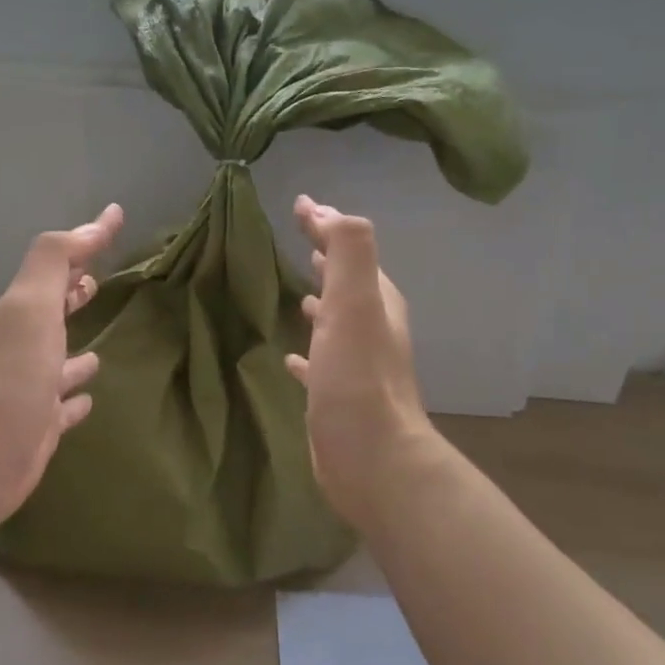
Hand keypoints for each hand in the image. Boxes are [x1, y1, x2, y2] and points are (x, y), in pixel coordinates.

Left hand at [0, 204, 123, 536]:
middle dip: (73, 296)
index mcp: (24, 314)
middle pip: (53, 313)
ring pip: (58, 364)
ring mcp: (31, 390)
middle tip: (98, 283)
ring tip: (100, 352)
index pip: (59, 267)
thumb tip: (97, 221)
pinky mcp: (39, 428)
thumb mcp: (30, 305)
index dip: (87, 241)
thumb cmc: (8, 376)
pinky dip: (76, 400)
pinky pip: (63, 408)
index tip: (115, 219)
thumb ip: (56, 261)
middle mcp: (24, 348)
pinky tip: (89, 400)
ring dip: (76, 355)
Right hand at [285, 195, 434, 525]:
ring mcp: (356, 365)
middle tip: (302, 240)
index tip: (300, 205)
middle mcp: (371, 329)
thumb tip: (328, 210)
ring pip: (336, 322)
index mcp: (375, 302)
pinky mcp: (338, 396)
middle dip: (326, 259)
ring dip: (321, 303)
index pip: (350, 250)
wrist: (371, 458)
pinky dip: (307, 352)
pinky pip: (321, 363)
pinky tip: (290, 358)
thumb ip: (349, 252)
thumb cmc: (357, 379)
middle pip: (347, 283)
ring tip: (298, 292)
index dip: (326, 225)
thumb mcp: (354, 304)